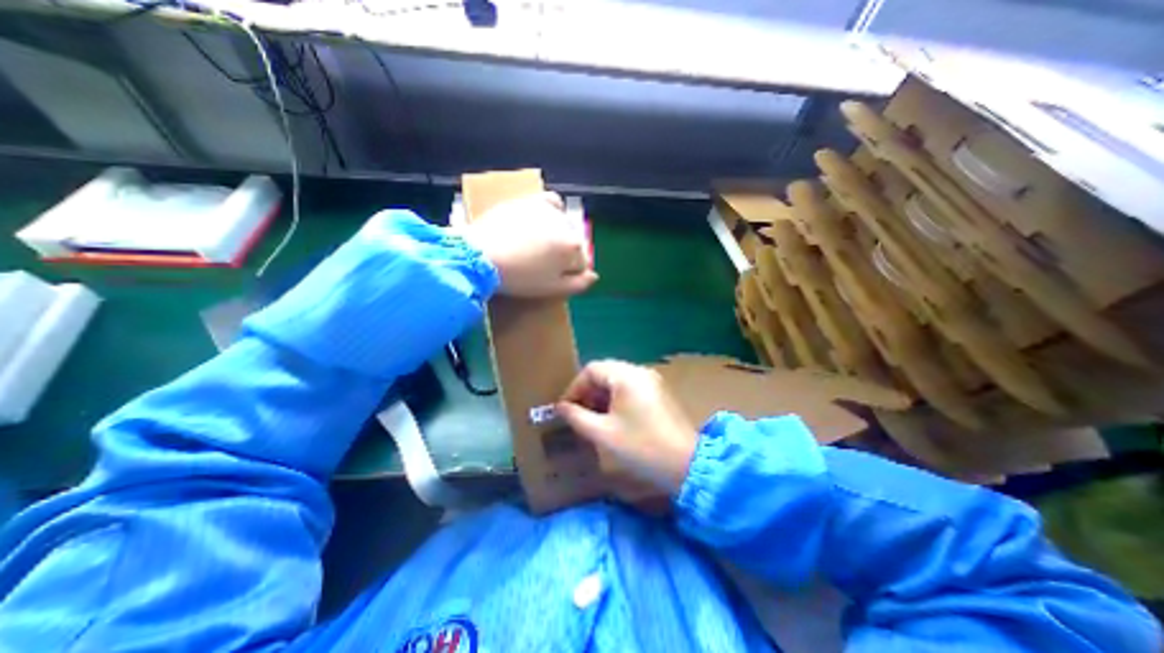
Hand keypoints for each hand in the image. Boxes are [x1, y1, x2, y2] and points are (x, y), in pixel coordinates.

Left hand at [457, 192, 594, 299]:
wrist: (481, 256)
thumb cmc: (519, 278)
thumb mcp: (552, 289)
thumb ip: (579, 284)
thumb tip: (594, 276)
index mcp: (573, 247)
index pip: (582, 262)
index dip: (570, 273)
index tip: (554, 278)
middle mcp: (567, 224)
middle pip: (574, 243)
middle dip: (564, 254)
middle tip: (542, 265)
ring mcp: (548, 210)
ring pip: (564, 226)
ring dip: (558, 236)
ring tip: (539, 246)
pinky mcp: (531, 201)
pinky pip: (552, 203)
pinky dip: (553, 212)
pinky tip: (544, 222)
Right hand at [556, 362, 698, 493]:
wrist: (687, 465)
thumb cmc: (641, 447)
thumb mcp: (602, 434)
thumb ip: (577, 417)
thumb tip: (561, 407)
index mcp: (626, 375)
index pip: (591, 370)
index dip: (574, 388)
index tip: (565, 409)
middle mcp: (640, 371)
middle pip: (605, 372)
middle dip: (587, 392)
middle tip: (577, 414)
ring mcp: (652, 381)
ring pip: (618, 381)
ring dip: (601, 396)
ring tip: (592, 419)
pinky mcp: (659, 393)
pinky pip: (631, 388)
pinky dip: (617, 400)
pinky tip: (612, 419)